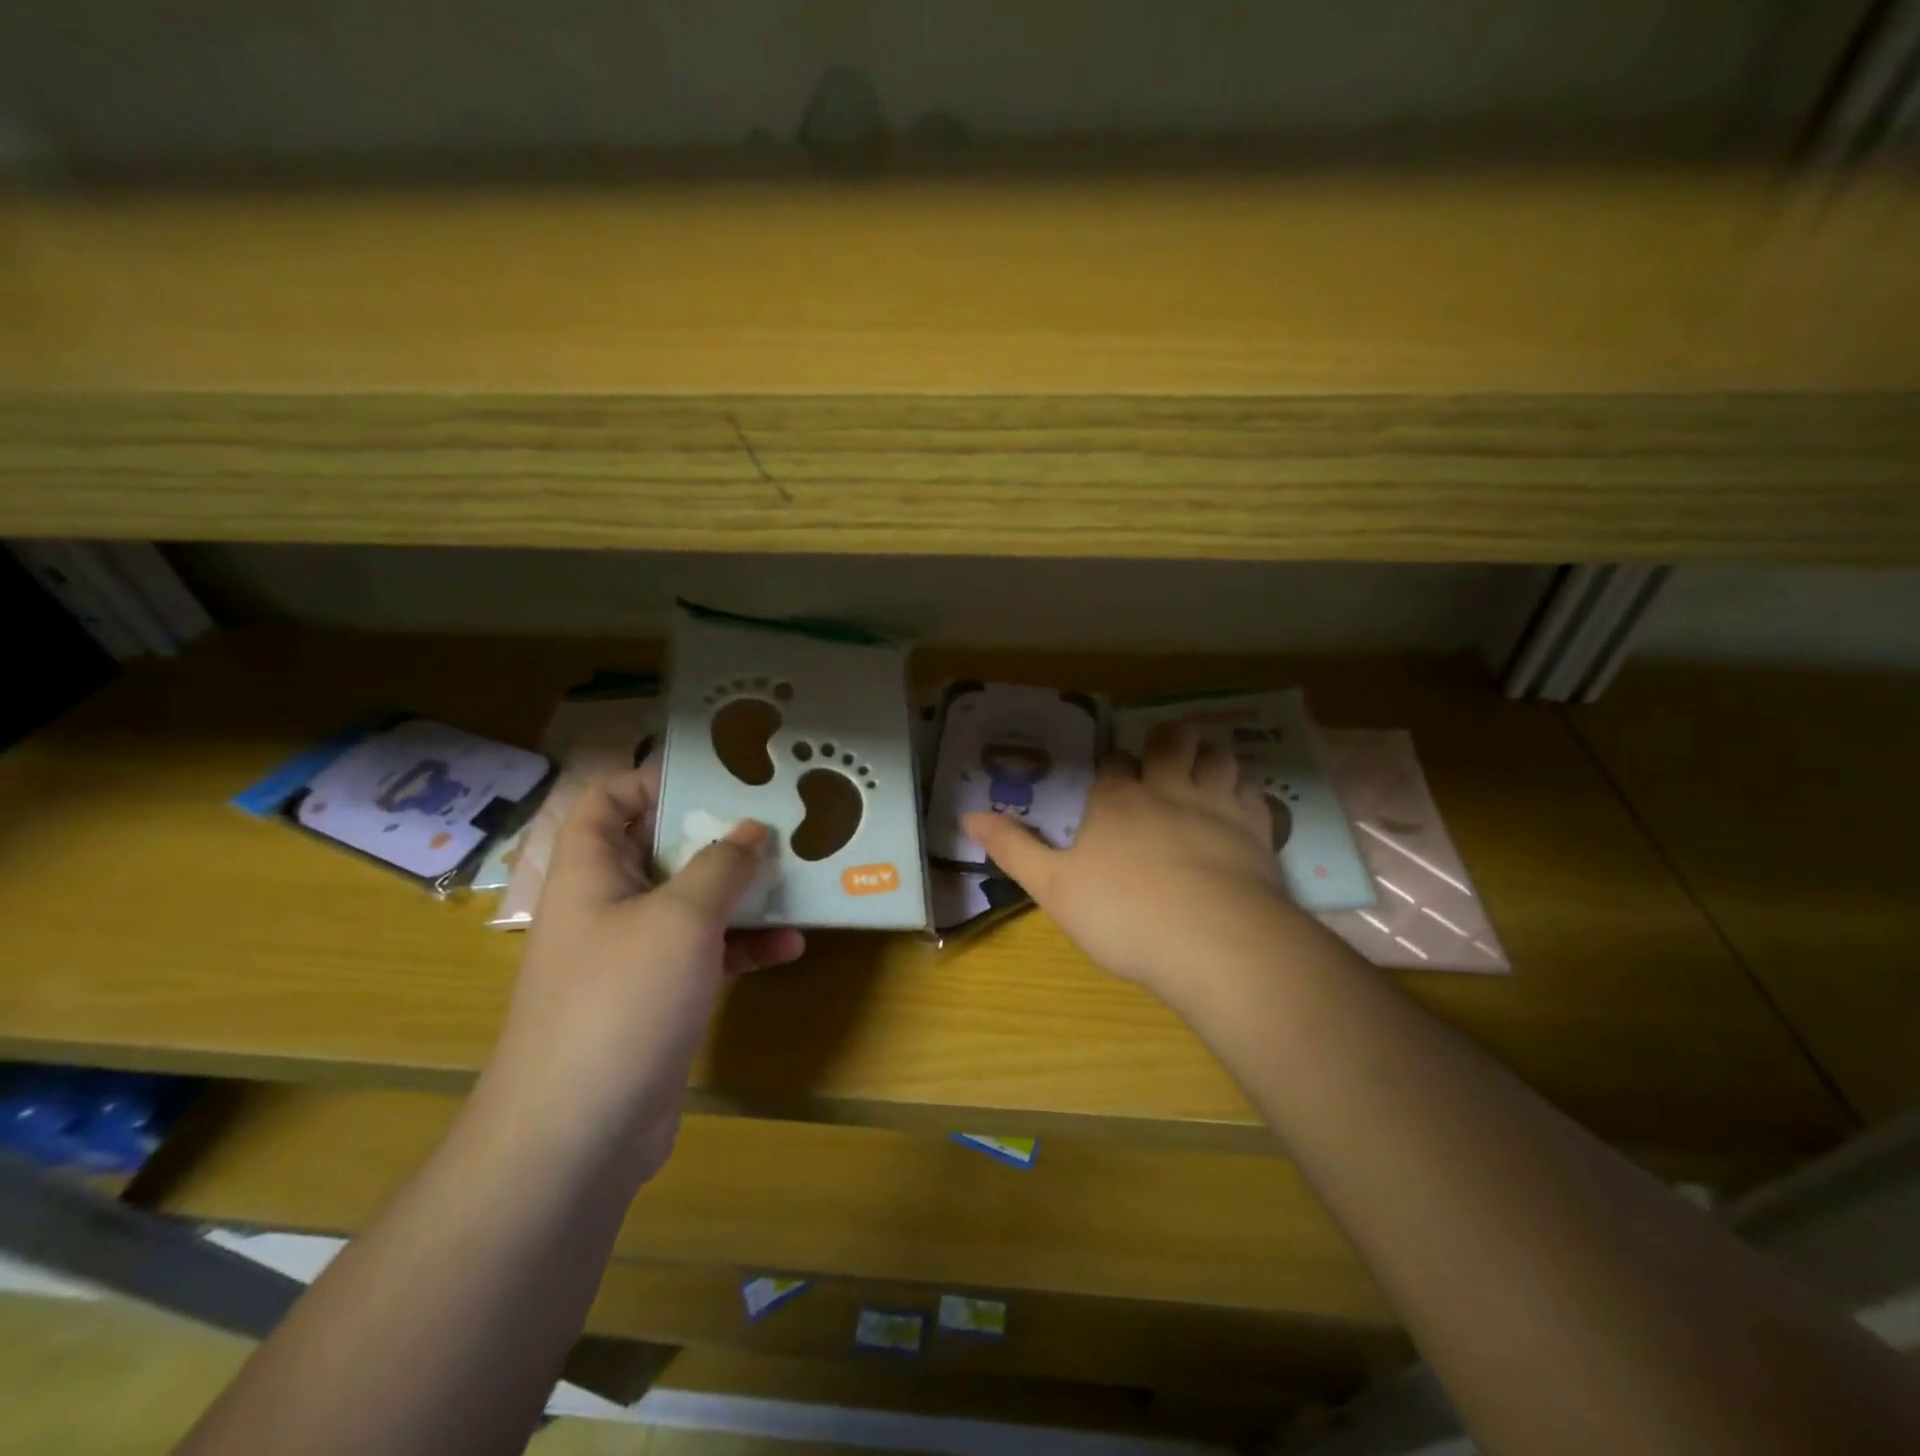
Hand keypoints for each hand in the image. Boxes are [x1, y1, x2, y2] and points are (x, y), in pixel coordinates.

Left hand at [482, 764, 804, 1189]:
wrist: (578, 1134)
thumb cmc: (622, 1000)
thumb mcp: (682, 918)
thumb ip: (721, 865)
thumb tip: (750, 830)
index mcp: (591, 871)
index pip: (608, 800)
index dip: (654, 780)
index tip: (717, 779)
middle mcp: (608, 904)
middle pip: (661, 848)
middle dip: (718, 836)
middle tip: (775, 822)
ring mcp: (633, 953)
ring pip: (692, 902)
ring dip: (741, 892)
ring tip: (795, 879)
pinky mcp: (659, 996)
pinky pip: (706, 952)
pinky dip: (744, 946)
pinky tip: (790, 947)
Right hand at [965, 723, 1292, 1004]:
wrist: (1214, 942)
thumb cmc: (1124, 914)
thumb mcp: (1053, 887)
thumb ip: (1013, 848)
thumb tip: (968, 815)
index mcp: (1117, 799)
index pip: (1113, 762)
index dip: (1112, 766)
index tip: (1110, 778)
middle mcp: (1167, 789)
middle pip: (1171, 741)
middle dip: (1166, 742)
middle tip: (1162, 758)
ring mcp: (1216, 805)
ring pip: (1217, 757)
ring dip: (1208, 757)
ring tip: (1201, 770)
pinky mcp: (1256, 830)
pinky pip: (1253, 792)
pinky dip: (1243, 790)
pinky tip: (1237, 805)